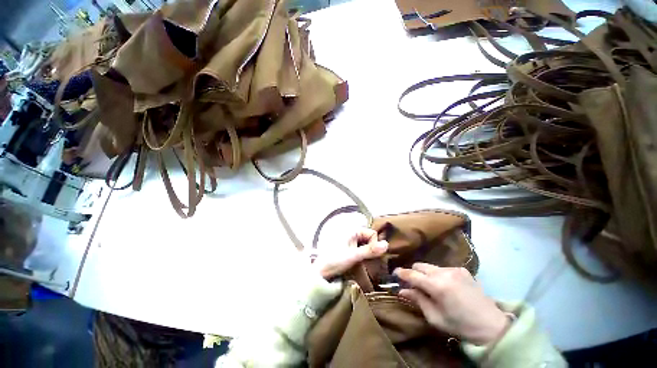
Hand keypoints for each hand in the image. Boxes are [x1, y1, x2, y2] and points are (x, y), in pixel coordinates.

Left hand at [314, 228, 387, 279]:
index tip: (372, 256)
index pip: (372, 233)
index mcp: (353, 231)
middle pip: (370, 239)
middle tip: (370, 261)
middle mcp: (352, 233)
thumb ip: (370, 250)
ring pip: (367, 245)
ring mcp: (351, 241)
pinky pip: (362, 250)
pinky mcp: (349, 249)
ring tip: (366, 264)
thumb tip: (387, 244)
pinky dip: (364, 256)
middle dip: (372, 249)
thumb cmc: (335, 261)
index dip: (375, 244)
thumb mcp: (353, 256)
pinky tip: (362, 264)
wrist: (320, 272)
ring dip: (369, 254)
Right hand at [394, 263, 509, 345]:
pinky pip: (443, 268)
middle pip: (420, 265)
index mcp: (437, 286)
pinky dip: (438, 275)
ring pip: (430, 266)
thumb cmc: (461, 325)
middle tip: (413, 284)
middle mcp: (444, 272)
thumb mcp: (435, 318)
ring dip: (426, 274)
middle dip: (414, 273)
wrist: (493, 325)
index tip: (394, 274)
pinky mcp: (462, 269)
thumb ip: (418, 300)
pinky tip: (446, 287)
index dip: (401, 273)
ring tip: (432, 287)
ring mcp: (454, 269)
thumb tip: (402, 290)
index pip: (412, 274)